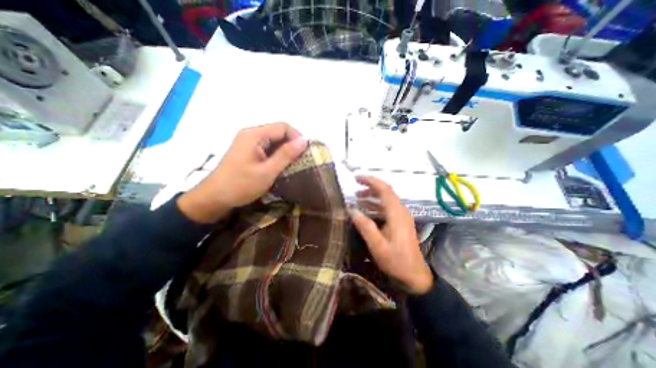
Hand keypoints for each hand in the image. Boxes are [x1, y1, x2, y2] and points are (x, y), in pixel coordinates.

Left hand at [175, 122, 305, 222]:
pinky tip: (280, 167)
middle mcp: (251, 134)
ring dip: (285, 151)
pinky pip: (267, 148)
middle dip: (292, 145)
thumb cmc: (241, 185)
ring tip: (292, 166)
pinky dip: (277, 155)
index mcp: (254, 135)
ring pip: (274, 141)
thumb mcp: (267, 171)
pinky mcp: (248, 151)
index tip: (304, 154)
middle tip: (300, 162)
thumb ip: (286, 155)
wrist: (214, 198)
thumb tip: (304, 141)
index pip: (283, 127)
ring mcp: (248, 142)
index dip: (297, 138)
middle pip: (278, 132)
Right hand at [348, 176, 433, 294]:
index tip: (356, 178)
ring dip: (372, 196)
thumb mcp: (378, 246)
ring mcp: (402, 216)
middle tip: (354, 187)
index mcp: (396, 214)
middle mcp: (401, 211)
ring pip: (386, 199)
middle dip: (370, 186)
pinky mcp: (400, 222)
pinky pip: (387, 208)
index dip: (370, 181)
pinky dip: (375, 205)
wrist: (414, 275)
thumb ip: (365, 227)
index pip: (384, 189)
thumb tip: (351, 210)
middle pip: (386, 192)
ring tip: (357, 198)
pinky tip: (366, 210)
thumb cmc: (396, 261)